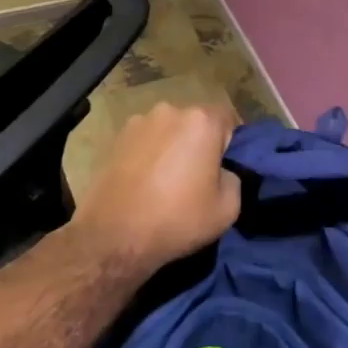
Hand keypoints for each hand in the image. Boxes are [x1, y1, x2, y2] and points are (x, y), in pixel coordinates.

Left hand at [72, 102, 241, 268]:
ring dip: (172, 147)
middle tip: (196, 176)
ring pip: (168, 131)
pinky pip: (144, 141)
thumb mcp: (227, 209)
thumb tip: (221, 172)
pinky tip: (144, 182)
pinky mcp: (116, 138)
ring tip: (165, 181)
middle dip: (199, 143)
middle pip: (195, 122)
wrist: (114, 236)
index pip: (227, 120)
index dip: (229, 144)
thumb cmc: (177, 219)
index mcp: (201, 121)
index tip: (223, 170)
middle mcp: (169, 111)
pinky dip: (148, 154)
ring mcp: (138, 121)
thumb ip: (233, 178)